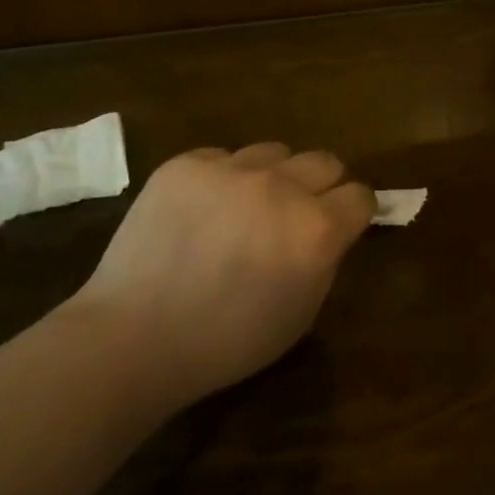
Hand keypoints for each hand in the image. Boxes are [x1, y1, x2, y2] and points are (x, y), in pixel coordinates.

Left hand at [72, 144, 375, 408]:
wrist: (135, 337)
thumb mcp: (301, 313)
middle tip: (298, 213)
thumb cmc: (227, 341)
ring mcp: (230, 169)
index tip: (343, 222)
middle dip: (321, 185)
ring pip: (274, 152)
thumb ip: (324, 260)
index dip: (354, 211)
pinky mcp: (186, 164)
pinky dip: (223, 179)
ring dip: (272, 176)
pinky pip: (221, 157)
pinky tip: (202, 210)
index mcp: (316, 229)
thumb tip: (327, 230)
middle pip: (324, 161)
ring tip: (245, 207)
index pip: (359, 195)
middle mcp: (281, 187)